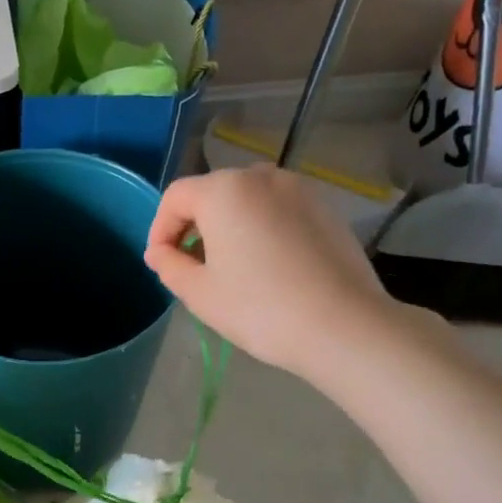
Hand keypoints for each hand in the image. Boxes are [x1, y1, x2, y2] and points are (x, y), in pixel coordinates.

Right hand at [145, 165, 410, 384]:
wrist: (342, 325)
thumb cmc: (259, 308)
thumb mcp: (199, 293)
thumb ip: (169, 265)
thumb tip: (159, 252)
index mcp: (223, 191)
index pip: (175, 197)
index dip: (160, 229)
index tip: (161, 264)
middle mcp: (261, 177)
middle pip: (212, 193)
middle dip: (194, 226)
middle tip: (191, 268)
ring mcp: (299, 189)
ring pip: (247, 200)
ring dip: (228, 226)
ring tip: (229, 267)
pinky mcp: (325, 208)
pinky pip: (277, 210)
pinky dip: (261, 228)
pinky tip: (267, 266)